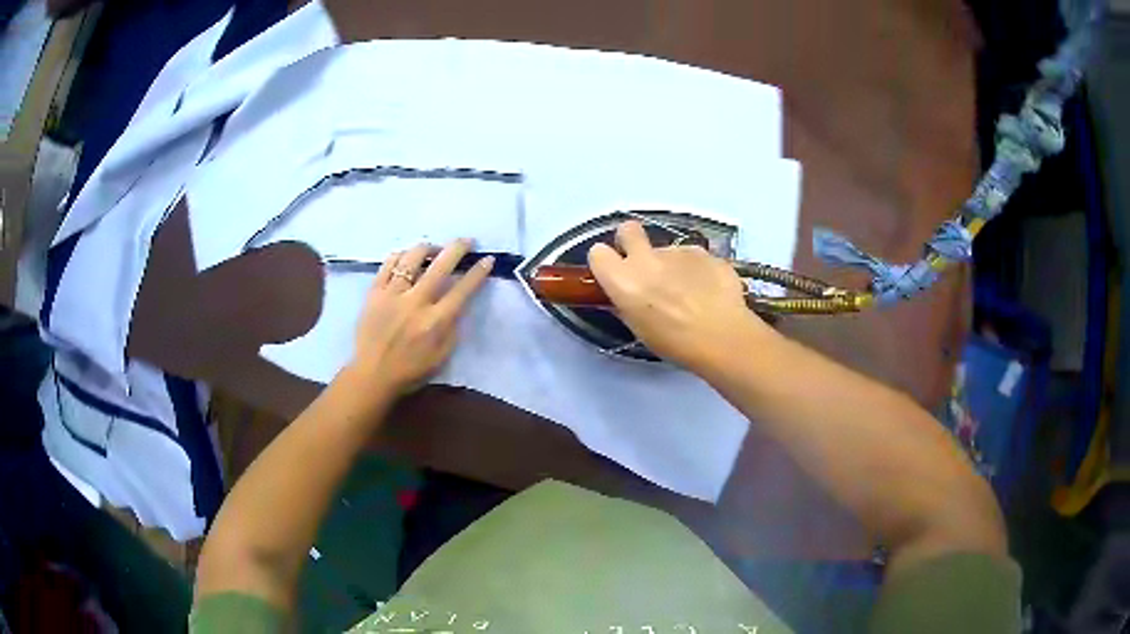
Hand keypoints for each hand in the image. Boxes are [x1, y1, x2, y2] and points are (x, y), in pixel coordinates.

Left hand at [350, 239, 493, 393]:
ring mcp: (392, 295)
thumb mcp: (442, 355)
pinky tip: (407, 257)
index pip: (462, 289)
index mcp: (435, 321)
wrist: (372, 374)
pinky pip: (388, 264)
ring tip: (433, 249)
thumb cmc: (411, 369)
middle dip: (457, 248)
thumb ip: (453, 327)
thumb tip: (459, 303)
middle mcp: (416, 303)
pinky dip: (400, 256)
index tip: (487, 259)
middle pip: (440, 266)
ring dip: (427, 248)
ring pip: (412, 258)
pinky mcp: (374, 293)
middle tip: (466, 241)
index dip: (478, 272)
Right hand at [588, 221, 774, 371]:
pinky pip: (694, 257)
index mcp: (624, 280)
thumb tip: (625, 296)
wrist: (723, 337)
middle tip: (643, 264)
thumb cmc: (675, 343)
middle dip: (631, 240)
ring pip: (667, 250)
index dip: (605, 261)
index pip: (598, 253)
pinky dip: (697, 270)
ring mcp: (678, 251)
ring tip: (689, 292)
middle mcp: (647, 258)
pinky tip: (709, 292)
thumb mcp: (639, 329)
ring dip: (672, 265)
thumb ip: (627, 305)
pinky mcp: (704, 252)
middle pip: (628, 229)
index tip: (614, 272)